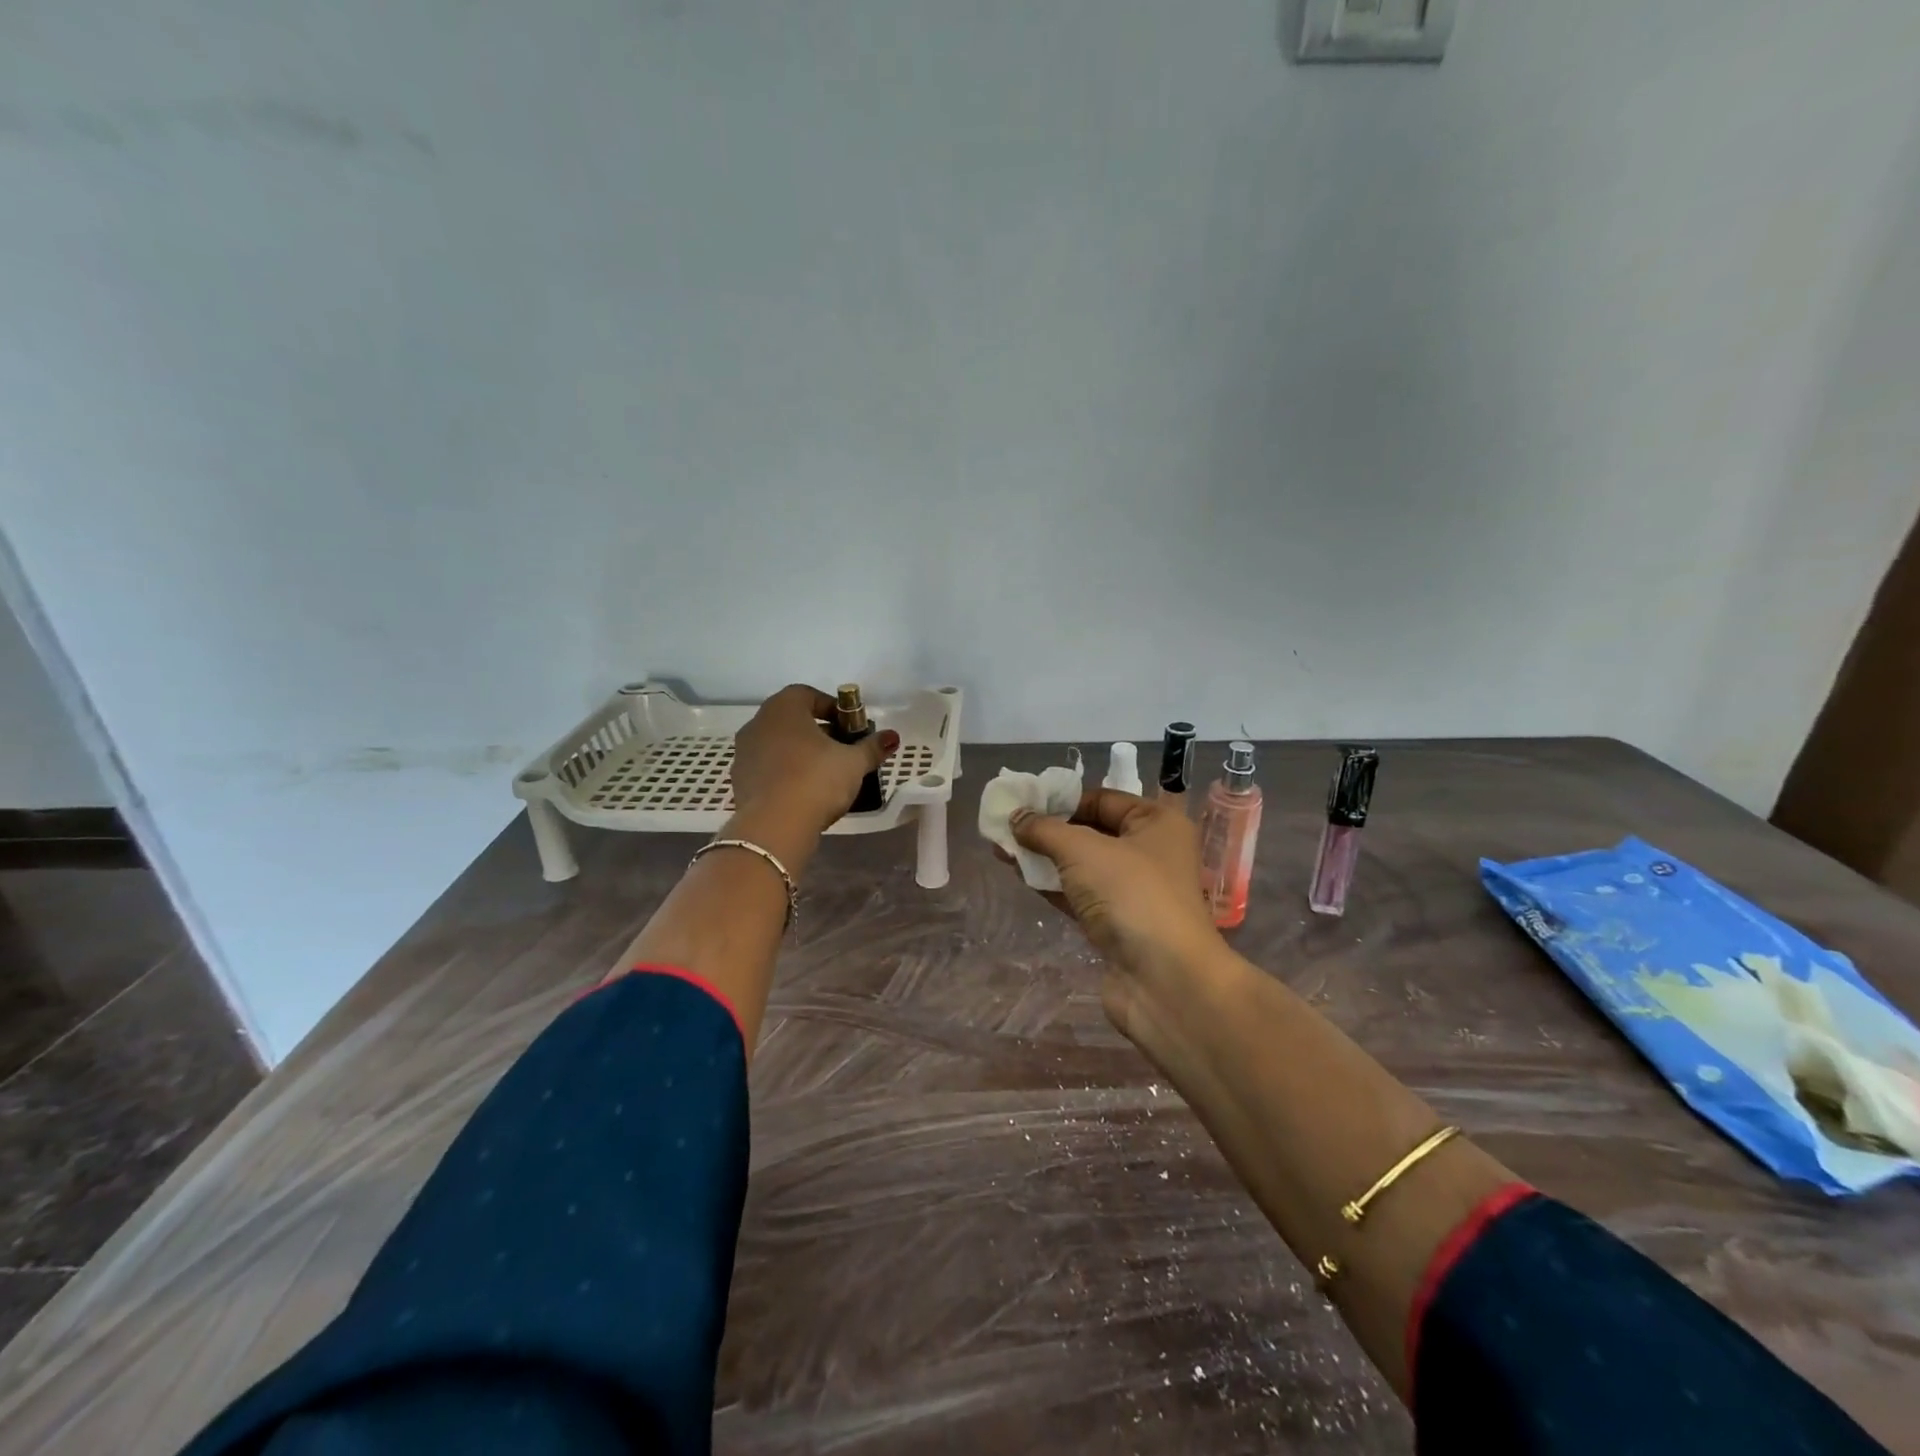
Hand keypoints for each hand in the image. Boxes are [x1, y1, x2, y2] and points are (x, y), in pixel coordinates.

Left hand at [730, 684, 898, 840]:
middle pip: (791, 719)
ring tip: (823, 773)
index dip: (831, 707)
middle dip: (817, 731)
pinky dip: (784, 773)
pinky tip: (802, 792)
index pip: (807, 694)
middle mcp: (758, 723)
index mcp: (783, 708)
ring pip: (777, 744)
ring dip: (799, 752)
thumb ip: (872, 747)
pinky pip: (767, 768)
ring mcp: (744, 752)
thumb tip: (892, 736)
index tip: (849, 726)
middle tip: (840, 749)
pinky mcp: (738, 780)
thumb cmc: (816, 781)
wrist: (774, 826)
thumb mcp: (853, 763)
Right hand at [1010, 790, 1228, 1010]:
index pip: (1103, 799)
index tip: (1022, 803)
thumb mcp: (1082, 850)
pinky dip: (1053, 885)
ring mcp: (1135, 892)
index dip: (1062, 799)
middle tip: (1006, 827)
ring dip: (1045, 857)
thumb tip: (1015, 816)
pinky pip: (1080, 895)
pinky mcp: (1118, 924)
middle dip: (1048, 829)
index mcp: (1157, 823)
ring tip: (1002, 850)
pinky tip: (1021, 876)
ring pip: (1082, 866)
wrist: (1163, 980)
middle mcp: (1151, 853)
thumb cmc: (1131, 895)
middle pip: (1092, 831)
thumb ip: (1044, 829)